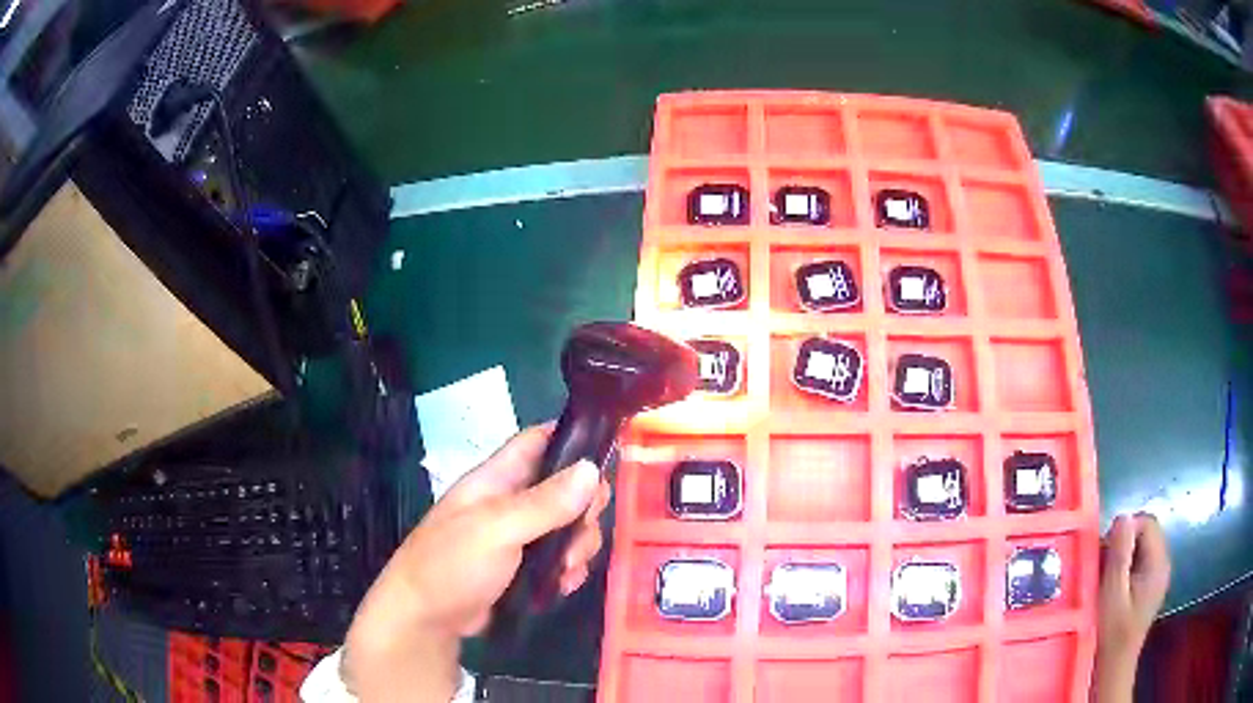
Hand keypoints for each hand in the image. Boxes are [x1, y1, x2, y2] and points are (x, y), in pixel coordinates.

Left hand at [343, 423, 611, 701]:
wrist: (427, 619)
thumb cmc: (451, 564)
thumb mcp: (496, 530)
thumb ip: (543, 503)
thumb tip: (591, 469)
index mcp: (497, 479)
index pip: (539, 441)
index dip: (573, 439)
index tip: (607, 455)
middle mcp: (512, 502)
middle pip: (566, 488)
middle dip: (584, 508)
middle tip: (582, 530)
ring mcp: (520, 537)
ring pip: (569, 526)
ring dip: (579, 546)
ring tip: (566, 570)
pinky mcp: (526, 568)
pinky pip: (562, 559)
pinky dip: (569, 571)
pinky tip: (563, 586)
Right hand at [1093, 513, 1170, 701]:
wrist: (1114, 667)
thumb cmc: (1111, 634)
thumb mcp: (1112, 595)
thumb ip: (1119, 555)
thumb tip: (1122, 517)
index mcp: (1158, 563)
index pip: (1147, 523)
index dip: (1125, 530)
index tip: (1104, 552)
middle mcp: (1163, 563)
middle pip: (1146, 532)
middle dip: (1123, 542)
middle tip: (1102, 565)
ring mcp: (1158, 575)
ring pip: (1143, 546)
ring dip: (1124, 555)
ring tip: (1106, 578)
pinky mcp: (1151, 586)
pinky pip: (1141, 561)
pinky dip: (1127, 566)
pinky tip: (1114, 586)